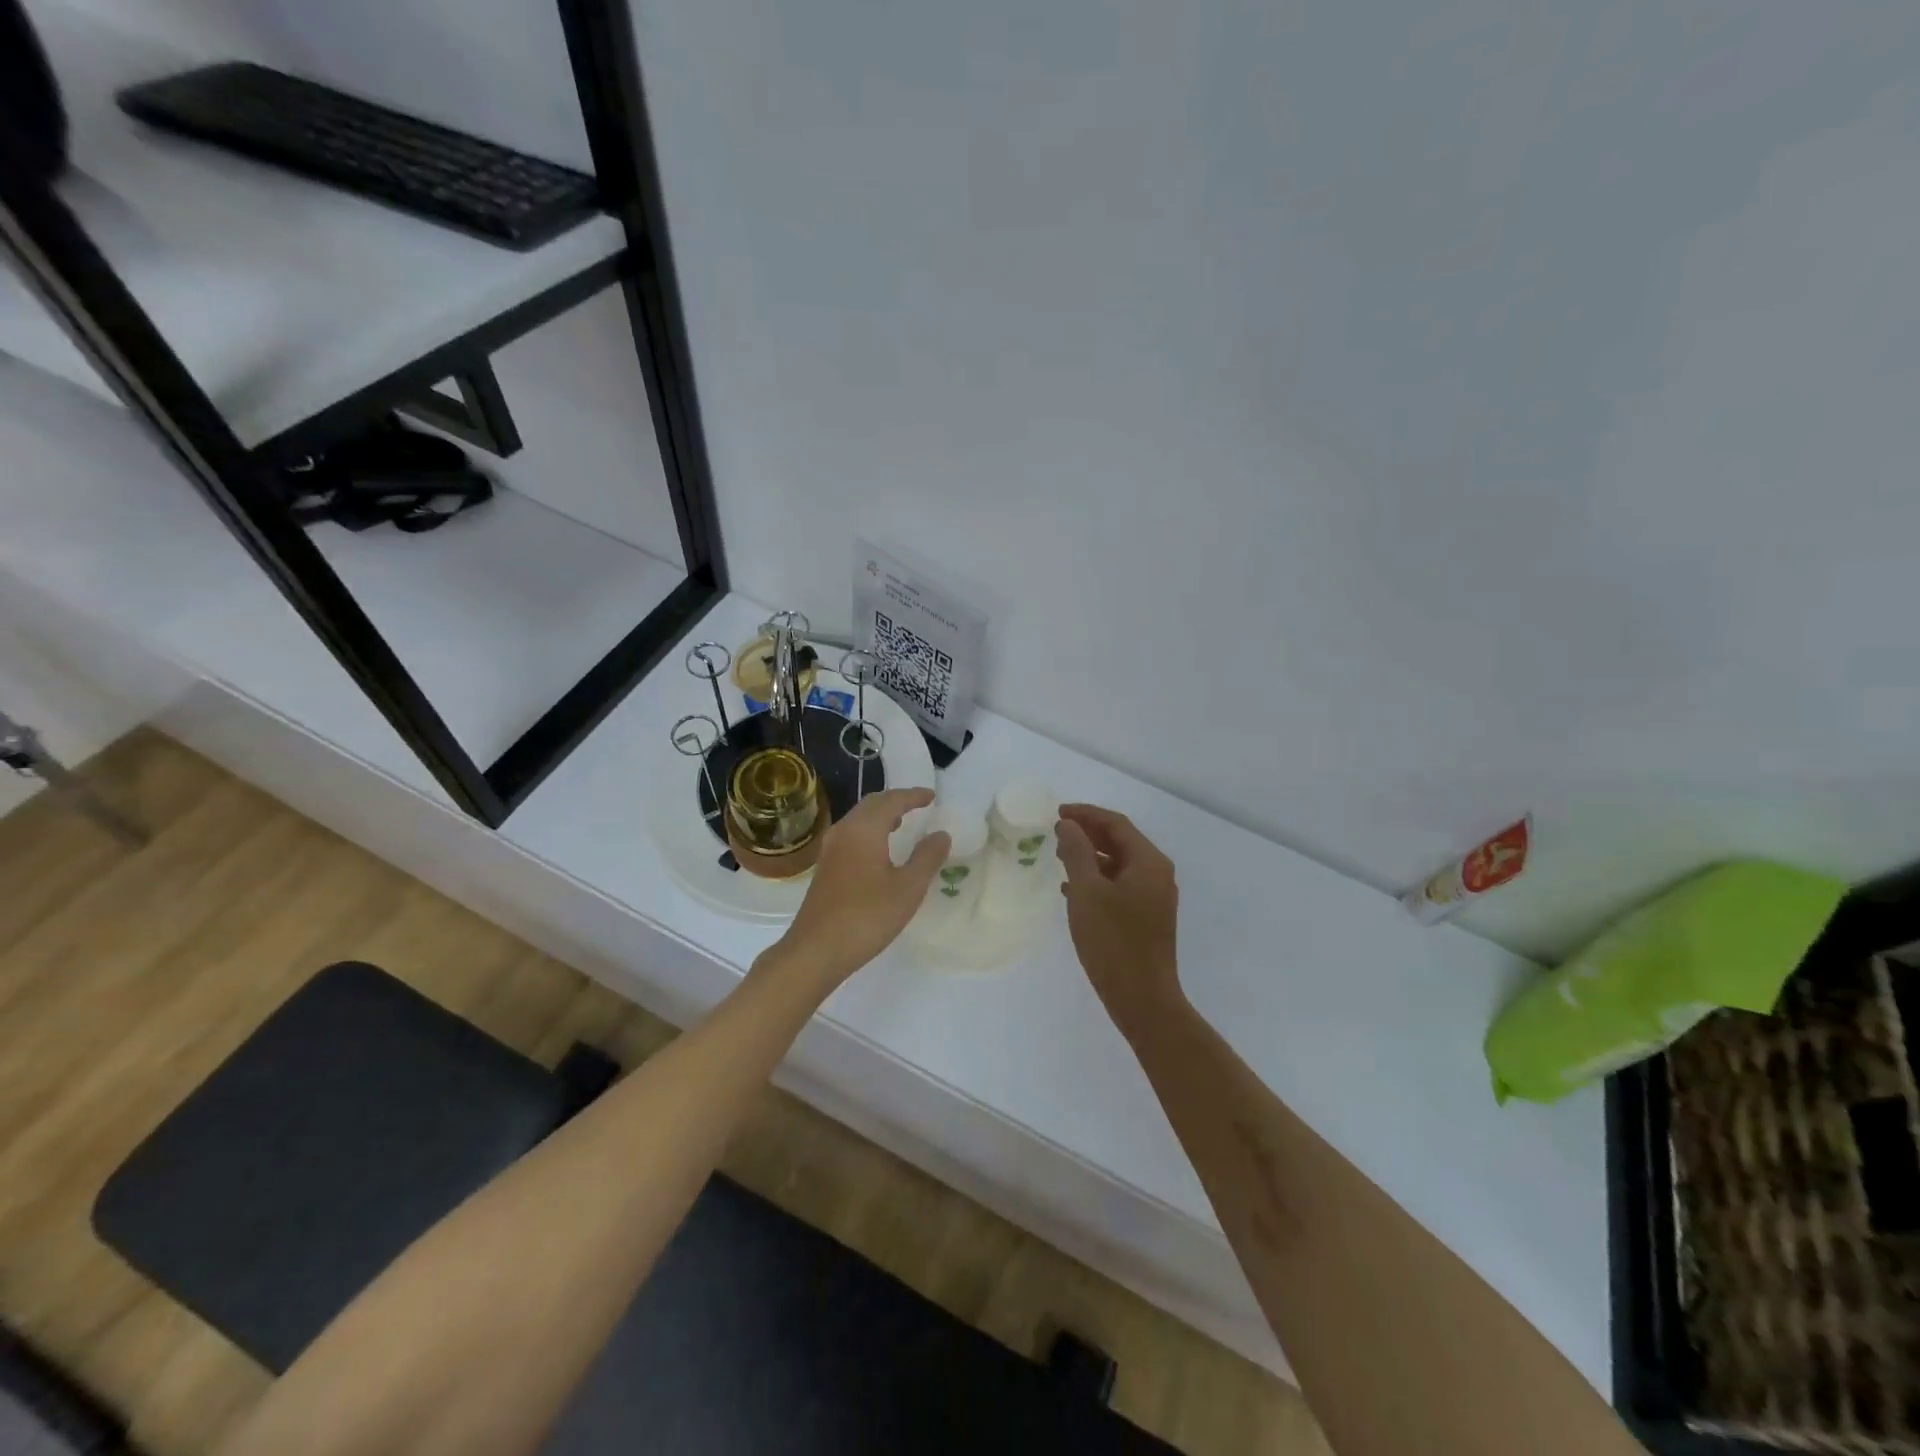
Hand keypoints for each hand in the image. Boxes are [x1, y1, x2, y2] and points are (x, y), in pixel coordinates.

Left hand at [773, 788, 949, 988]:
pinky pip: (851, 834)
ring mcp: (830, 849)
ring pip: (859, 819)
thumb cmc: (867, 916)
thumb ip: (927, 858)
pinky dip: (869, 831)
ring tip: (902, 824)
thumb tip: (941, 834)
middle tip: (918, 805)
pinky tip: (879, 850)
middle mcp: (844, 831)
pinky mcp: (825, 867)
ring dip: (881, 816)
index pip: (892, 801)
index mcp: (864, 829)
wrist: (816, 950)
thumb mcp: (908, 888)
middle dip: (896, 801)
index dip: (913, 796)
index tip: (932, 796)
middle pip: (871, 804)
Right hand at [1056, 804, 1182, 1032]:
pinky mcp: (1147, 917)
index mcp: (1148, 862)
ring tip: (1058, 856)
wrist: (1142, 999)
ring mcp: (1154, 897)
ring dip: (1090, 857)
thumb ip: (1076, 852)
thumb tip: (1068, 825)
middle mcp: (1157, 873)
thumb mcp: (1087, 892)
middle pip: (1120, 841)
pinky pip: (1120, 885)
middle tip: (1055, 831)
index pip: (1115, 823)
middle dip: (1087, 833)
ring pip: (1118, 864)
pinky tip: (1071, 890)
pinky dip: (1097, 880)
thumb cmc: (1113, 941)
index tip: (1056, 812)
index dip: (1085, 814)